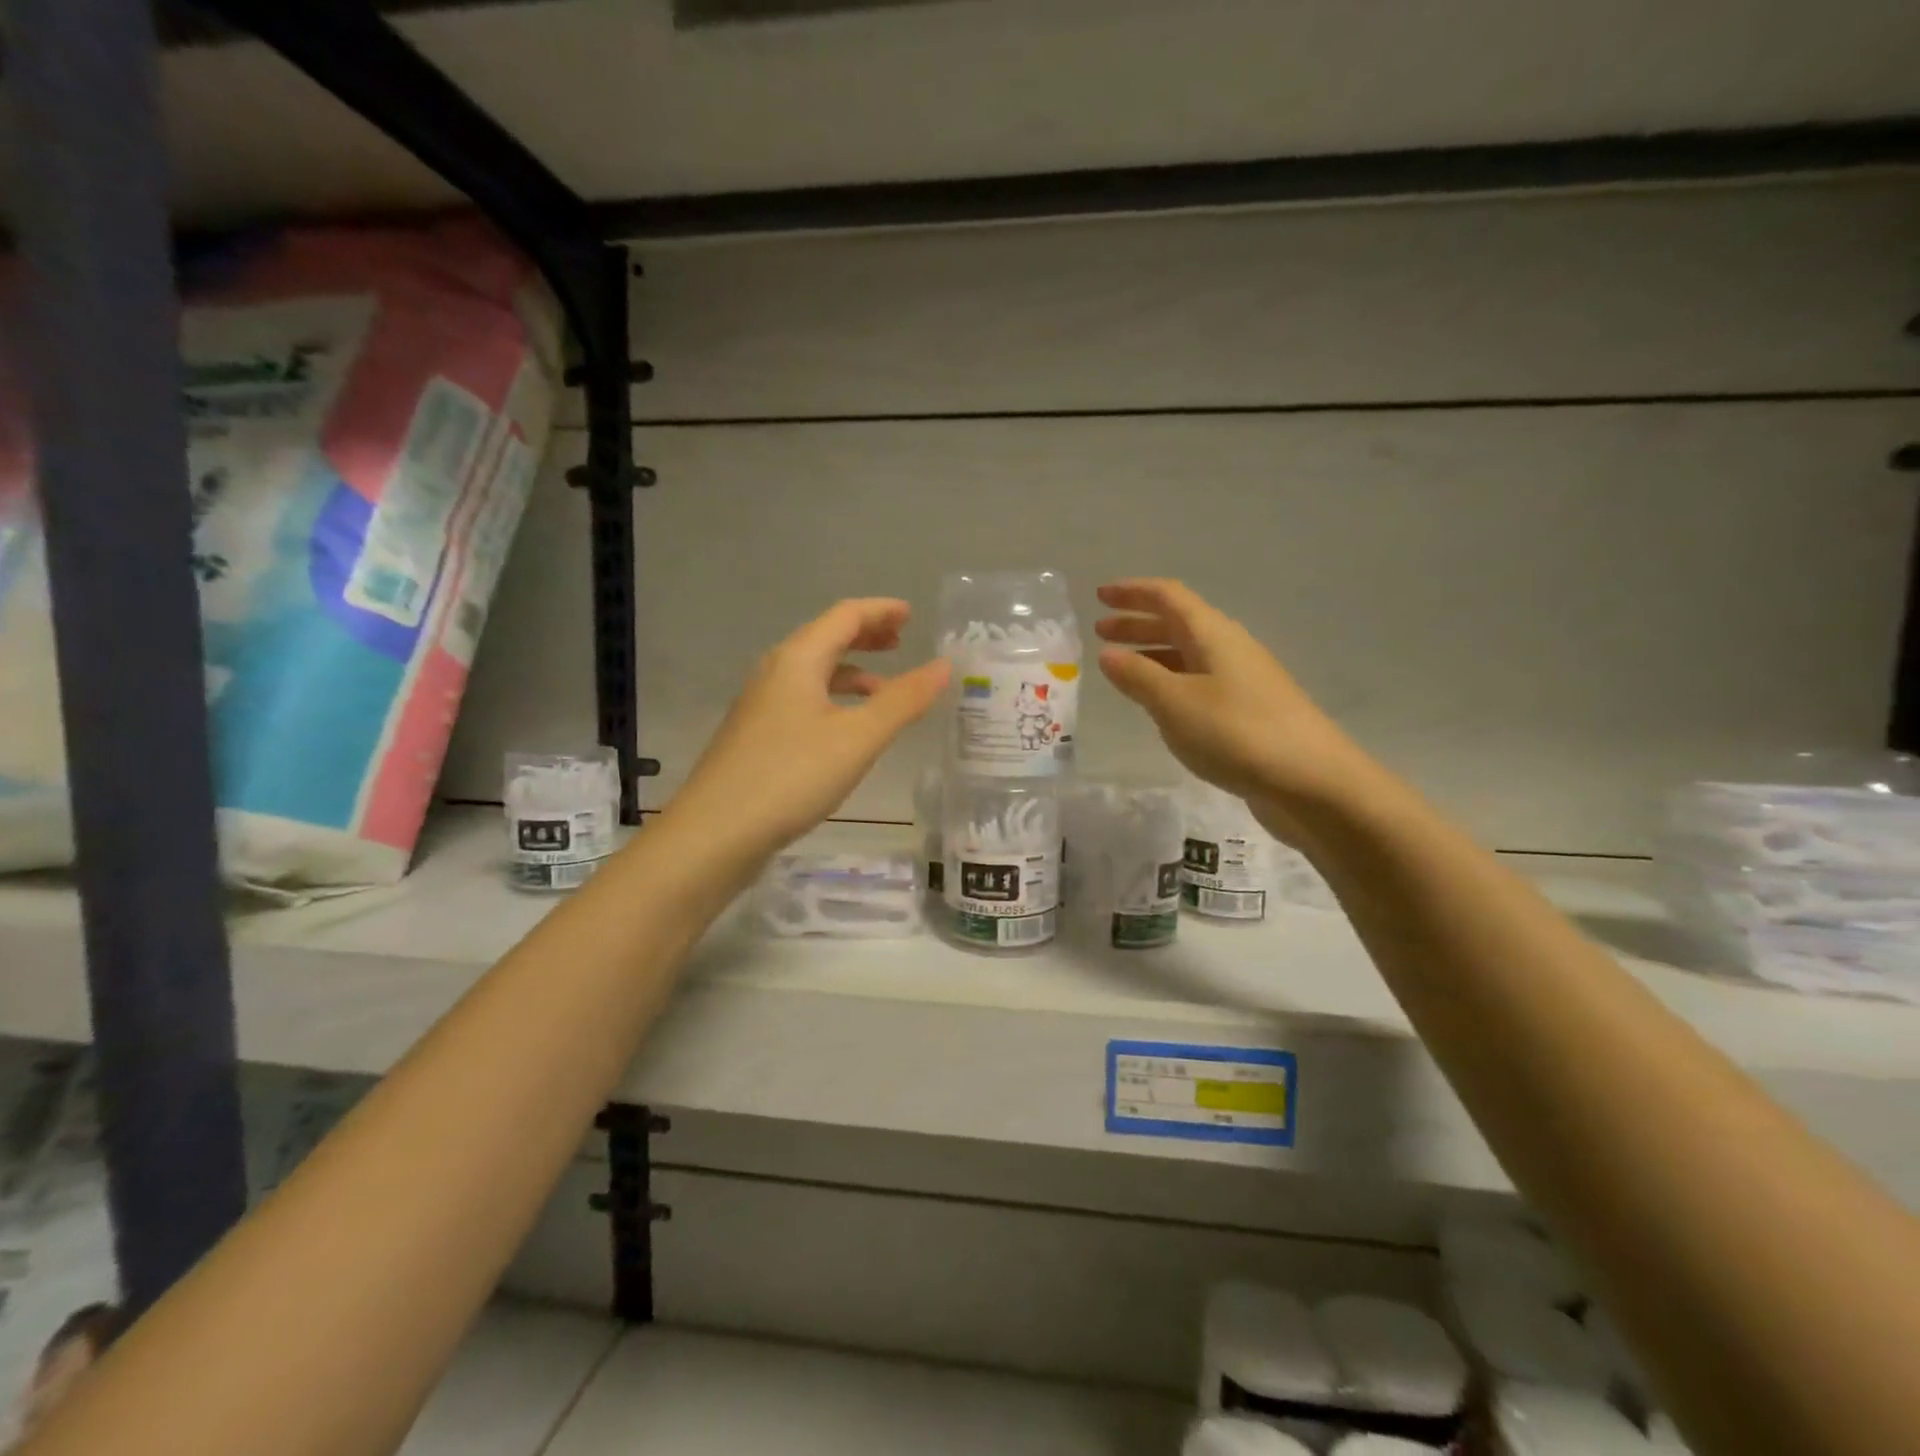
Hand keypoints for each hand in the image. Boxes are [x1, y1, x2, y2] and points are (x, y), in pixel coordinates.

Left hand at [666, 598, 949, 858]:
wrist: (715, 833)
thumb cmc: (792, 776)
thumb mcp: (859, 738)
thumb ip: (904, 700)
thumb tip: (943, 665)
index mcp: (797, 659)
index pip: (845, 616)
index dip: (881, 611)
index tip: (912, 614)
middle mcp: (775, 672)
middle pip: (826, 639)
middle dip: (866, 636)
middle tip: (901, 642)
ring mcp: (761, 705)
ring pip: (813, 673)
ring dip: (851, 672)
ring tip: (885, 690)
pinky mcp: (756, 736)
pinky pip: (803, 700)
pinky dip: (833, 700)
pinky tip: (847, 730)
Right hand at [1095, 579, 1367, 820]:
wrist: (1312, 782)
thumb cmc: (1237, 733)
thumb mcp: (1175, 703)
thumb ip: (1138, 677)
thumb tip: (1108, 653)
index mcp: (1213, 634)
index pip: (1168, 597)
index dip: (1133, 592)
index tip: (1099, 595)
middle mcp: (1230, 648)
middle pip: (1179, 623)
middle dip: (1138, 623)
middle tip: (1100, 630)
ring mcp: (1242, 680)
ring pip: (1188, 654)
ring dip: (1152, 653)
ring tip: (1120, 667)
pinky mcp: (1248, 711)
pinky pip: (1199, 682)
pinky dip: (1171, 681)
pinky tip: (1159, 703)